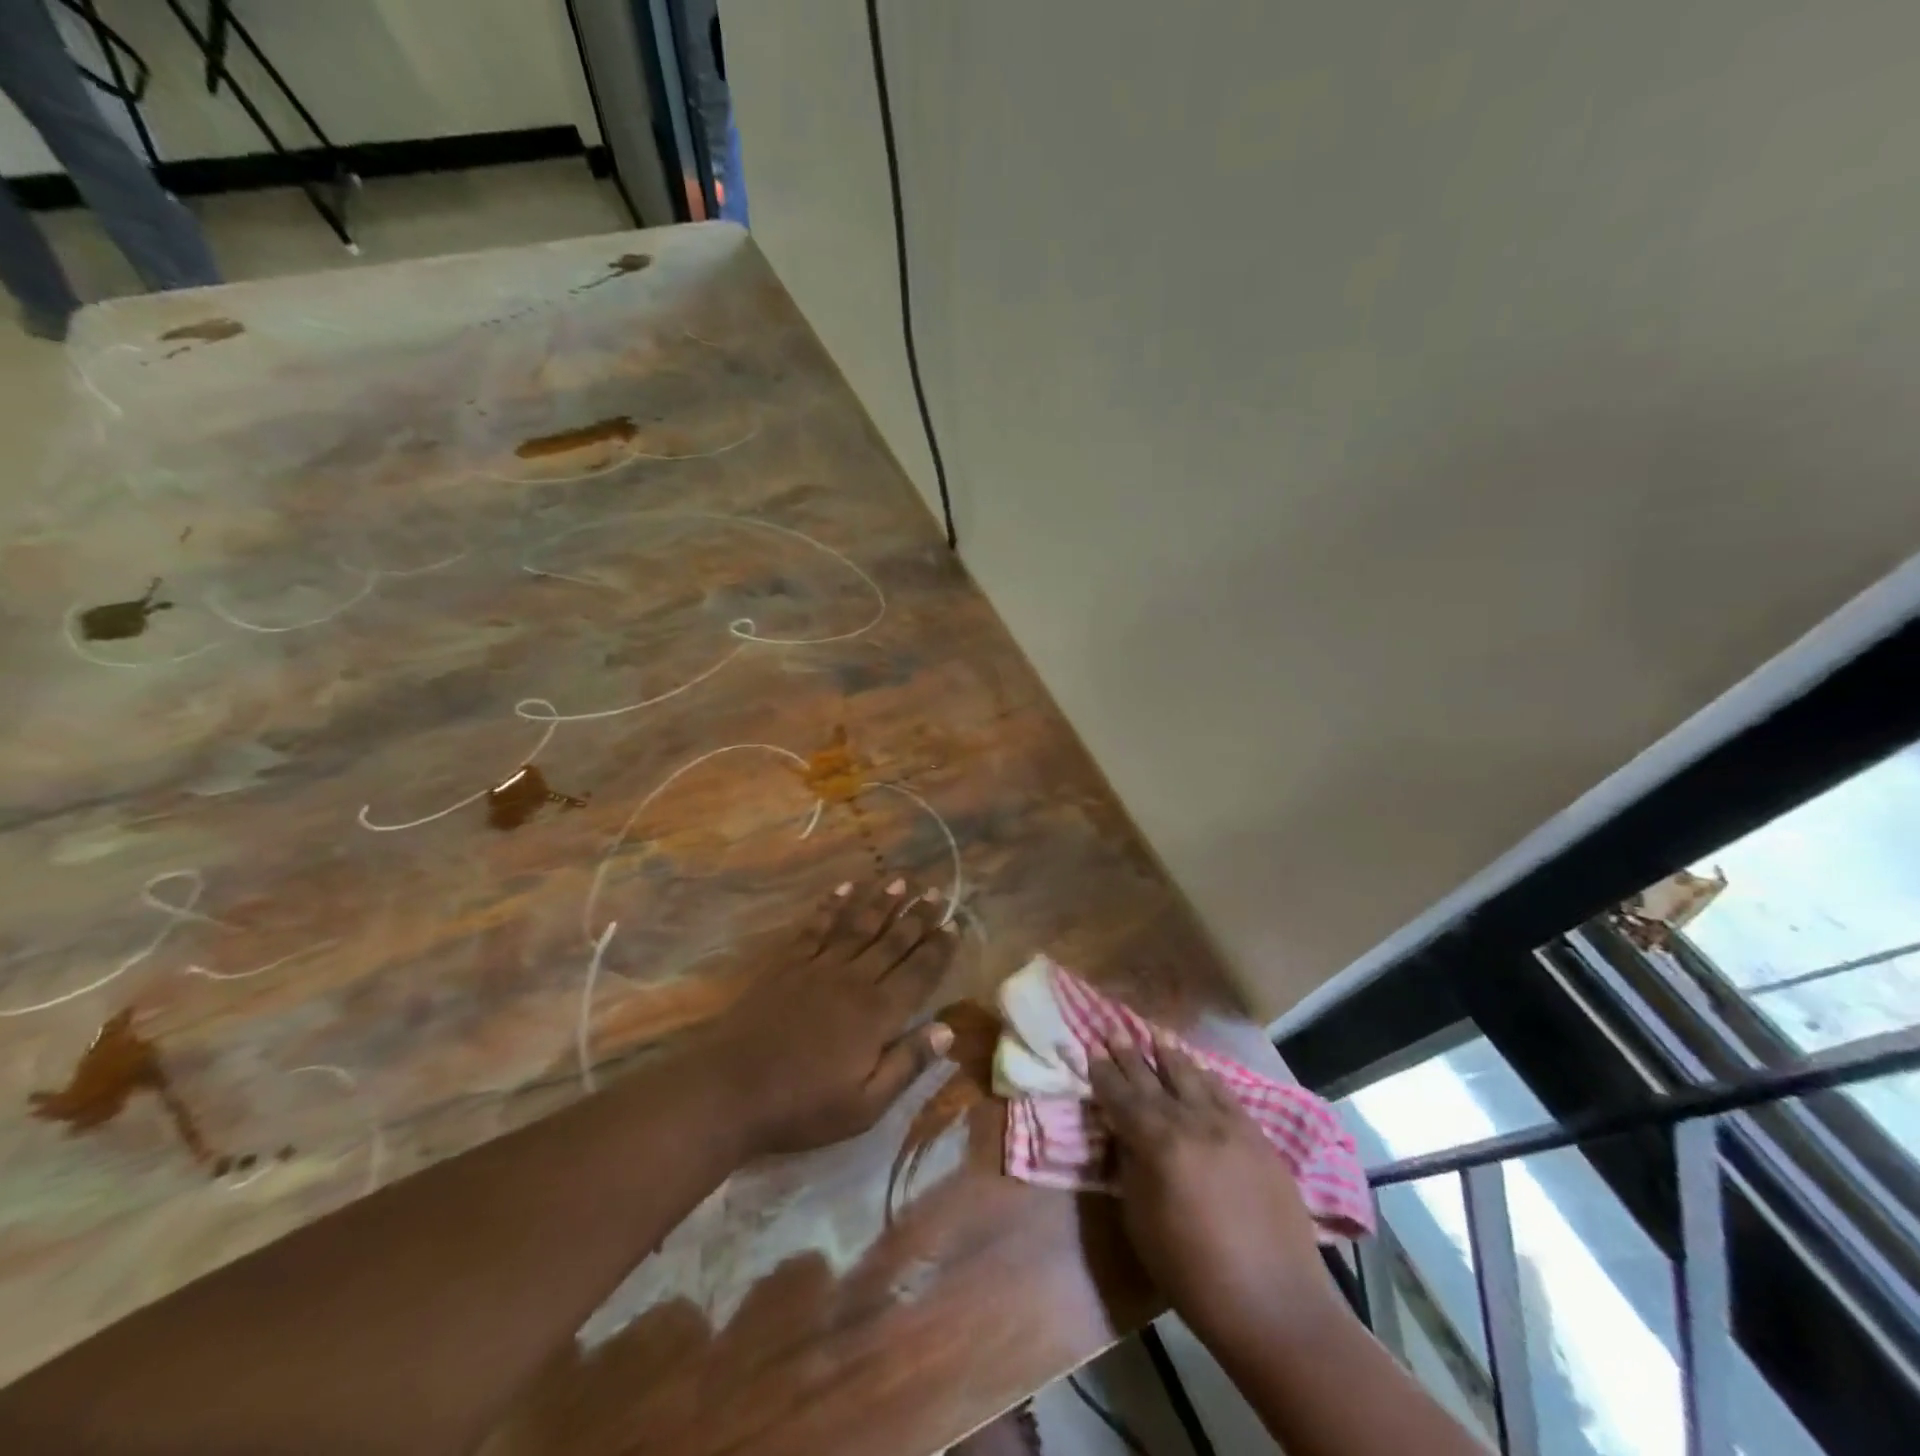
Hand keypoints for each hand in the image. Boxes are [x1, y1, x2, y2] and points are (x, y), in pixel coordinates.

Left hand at [708, 877, 957, 1158]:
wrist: (730, 1090)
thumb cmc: (802, 1106)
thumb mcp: (865, 1105)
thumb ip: (908, 1064)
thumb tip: (948, 1028)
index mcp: (878, 1014)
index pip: (918, 973)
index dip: (938, 948)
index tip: (954, 924)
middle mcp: (854, 980)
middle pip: (893, 941)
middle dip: (918, 916)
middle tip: (937, 891)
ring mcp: (819, 967)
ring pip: (859, 926)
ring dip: (882, 902)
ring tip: (900, 880)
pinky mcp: (788, 964)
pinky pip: (816, 927)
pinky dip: (832, 906)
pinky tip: (845, 889)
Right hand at [1090, 1034, 1340, 1343]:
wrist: (1274, 1305)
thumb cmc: (1193, 1274)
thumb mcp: (1141, 1223)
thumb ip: (1130, 1169)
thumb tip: (1124, 1136)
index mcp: (1158, 1144)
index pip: (1121, 1097)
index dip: (1103, 1072)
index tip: (1090, 1047)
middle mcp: (1192, 1122)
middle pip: (1153, 1079)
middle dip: (1130, 1053)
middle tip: (1113, 1027)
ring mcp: (1229, 1125)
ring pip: (1193, 1076)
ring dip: (1170, 1054)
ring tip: (1155, 1033)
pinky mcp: (1258, 1137)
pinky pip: (1226, 1094)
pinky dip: (1208, 1076)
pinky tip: (1200, 1067)